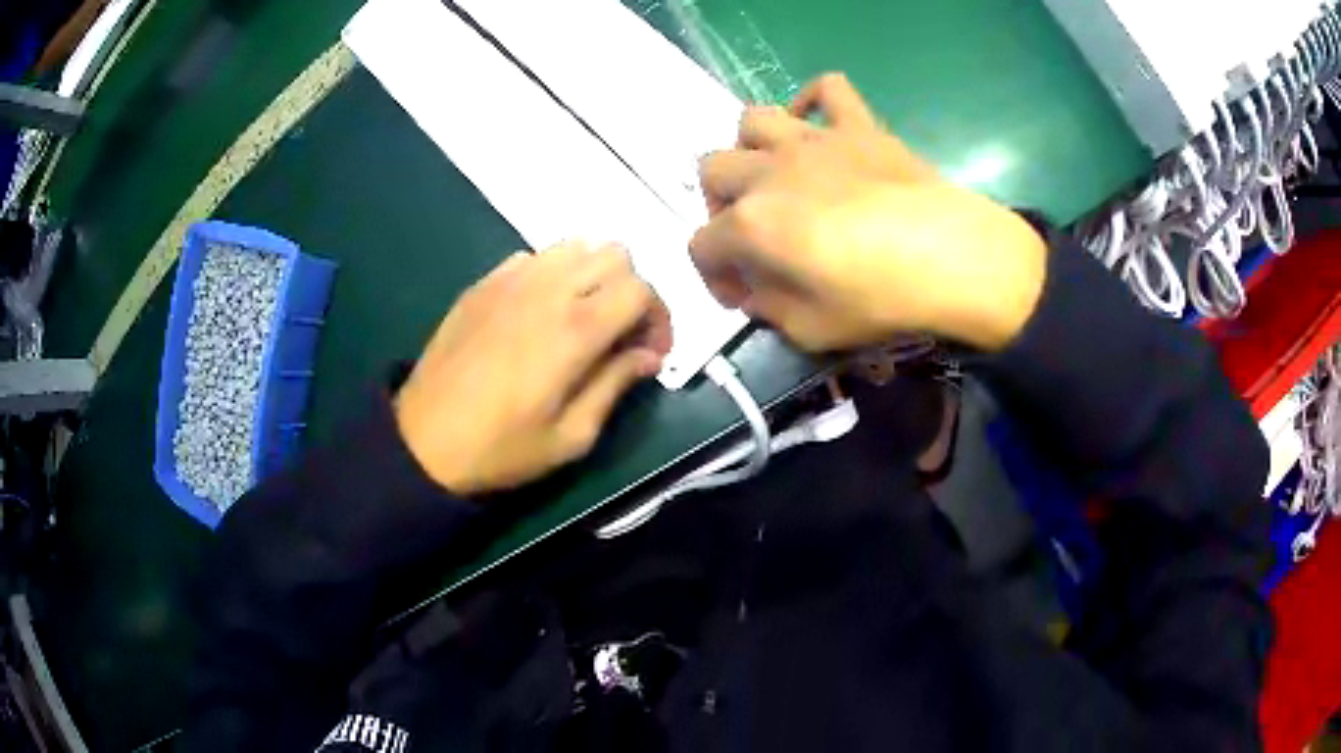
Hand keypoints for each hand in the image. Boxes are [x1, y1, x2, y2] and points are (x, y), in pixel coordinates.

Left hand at [394, 243, 671, 494]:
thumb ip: (616, 385)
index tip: (651, 353)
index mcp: (575, 329)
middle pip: (615, 253)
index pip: (641, 288)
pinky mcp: (484, 282)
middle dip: (632, 289)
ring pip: (575, 245)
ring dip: (593, 274)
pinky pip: (534, 256)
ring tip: (583, 316)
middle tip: (621, 333)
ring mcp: (511, 279)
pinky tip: (539, 312)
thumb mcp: (571, 437)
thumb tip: (649, 355)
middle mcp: (547, 289)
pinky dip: (552, 273)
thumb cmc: (501, 449)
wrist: (424, 441)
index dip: (660, 317)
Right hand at [692, 73, 1047, 351]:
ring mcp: (815, 140)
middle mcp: (769, 172)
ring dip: (751, 148)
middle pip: (712, 171)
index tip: (742, 296)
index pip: (702, 245)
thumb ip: (768, 308)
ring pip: (753, 120)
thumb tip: (754, 292)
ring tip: (775, 174)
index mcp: (751, 224)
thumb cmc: (881, 300)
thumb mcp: (810, 331)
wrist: (954, 260)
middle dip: (719, 206)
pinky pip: (828, 89)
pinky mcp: (859, 126)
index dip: (713, 275)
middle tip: (753, 233)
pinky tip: (819, 126)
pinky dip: (814, 102)